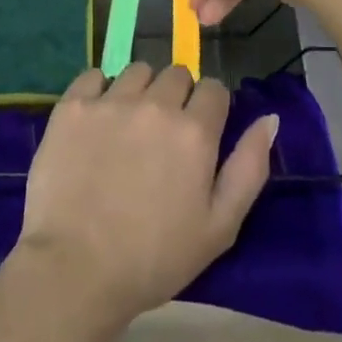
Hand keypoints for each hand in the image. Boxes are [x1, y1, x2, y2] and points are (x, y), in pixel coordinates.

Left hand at [15, 64, 278, 327]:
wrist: (76, 269)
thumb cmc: (155, 258)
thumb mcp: (220, 227)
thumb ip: (249, 167)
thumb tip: (269, 118)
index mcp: (194, 131)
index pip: (214, 89)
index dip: (210, 108)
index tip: (199, 134)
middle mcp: (155, 104)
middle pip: (176, 73)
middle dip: (177, 96)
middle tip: (163, 135)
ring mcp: (110, 101)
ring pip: (137, 71)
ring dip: (140, 90)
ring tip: (128, 127)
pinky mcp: (72, 106)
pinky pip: (93, 75)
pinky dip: (99, 91)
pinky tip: (96, 121)